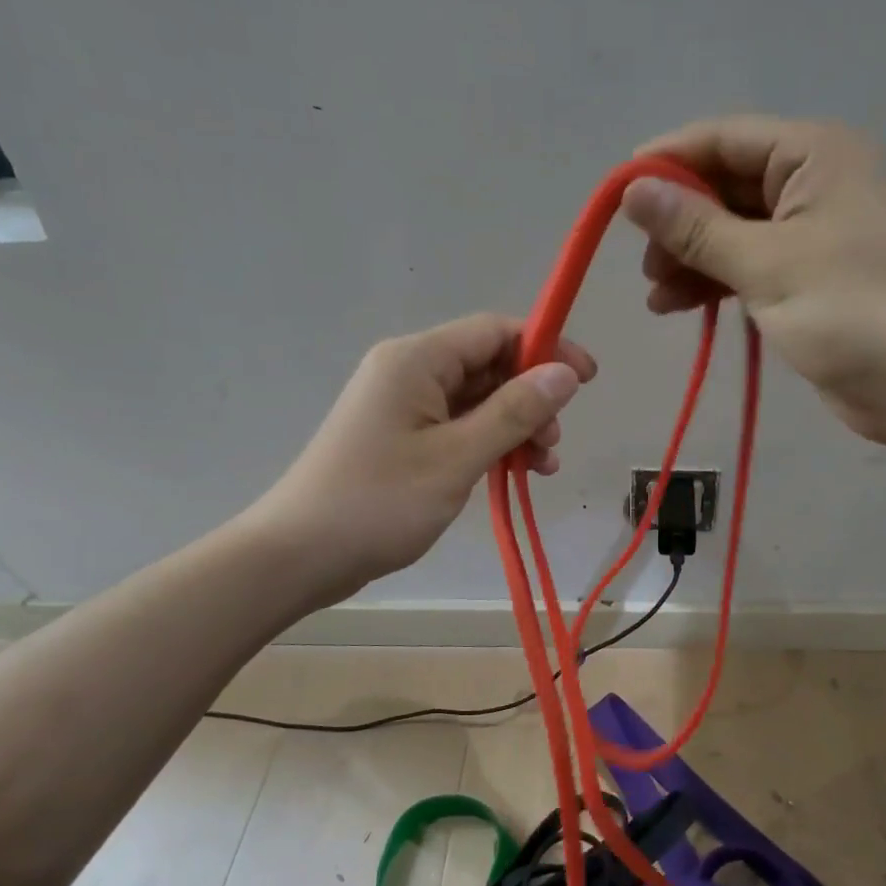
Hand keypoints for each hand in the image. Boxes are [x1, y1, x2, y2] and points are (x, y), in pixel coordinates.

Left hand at [257, 313, 594, 598]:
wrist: (300, 554)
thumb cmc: (379, 502)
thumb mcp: (457, 457)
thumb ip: (514, 412)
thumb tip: (565, 372)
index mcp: (417, 360)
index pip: (494, 331)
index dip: (545, 349)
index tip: (586, 381)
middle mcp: (409, 371)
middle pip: (488, 365)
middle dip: (531, 399)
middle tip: (553, 445)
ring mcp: (402, 406)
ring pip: (476, 401)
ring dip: (514, 427)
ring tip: (540, 467)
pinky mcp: (400, 438)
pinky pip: (457, 427)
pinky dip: (488, 444)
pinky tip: (511, 473)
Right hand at [622, 115, 885, 451]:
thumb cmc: (848, 311)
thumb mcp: (764, 264)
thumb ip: (695, 228)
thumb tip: (632, 192)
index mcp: (814, 155)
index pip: (725, 139)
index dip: (668, 161)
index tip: (617, 192)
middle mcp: (813, 182)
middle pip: (726, 186)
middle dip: (679, 222)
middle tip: (644, 263)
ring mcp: (812, 231)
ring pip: (733, 230)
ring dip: (691, 258)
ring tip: (656, 296)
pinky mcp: (808, 275)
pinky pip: (748, 264)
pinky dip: (714, 281)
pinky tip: (677, 306)